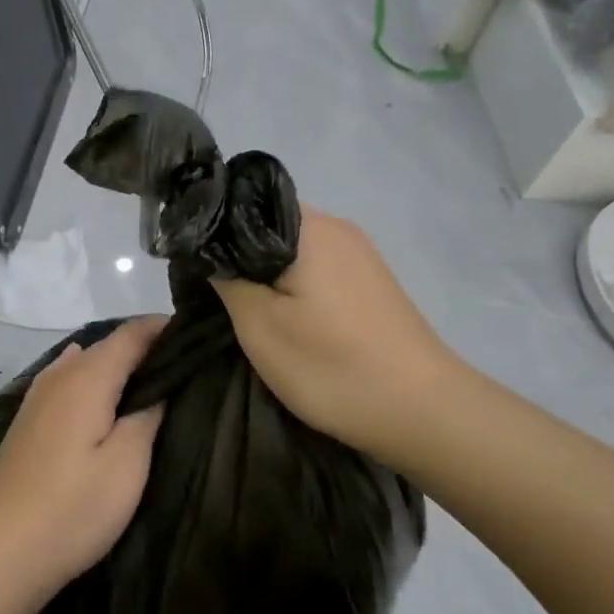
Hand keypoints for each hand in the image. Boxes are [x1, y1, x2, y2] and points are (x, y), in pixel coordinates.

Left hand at [0, 317, 168, 608]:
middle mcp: (58, 376)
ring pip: (84, 363)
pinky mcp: (27, 422)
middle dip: (143, 346)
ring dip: (116, 365)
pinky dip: (93, 381)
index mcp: (86, 377)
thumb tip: (160, 385)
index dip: (163, 327)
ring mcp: (36, 398)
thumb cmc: (75, 508)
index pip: (131, 334)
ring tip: (149, 381)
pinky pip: (67, 383)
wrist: (4, 553)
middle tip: (183, 362)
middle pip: (106, 345)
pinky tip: (103, 398)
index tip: (195, 333)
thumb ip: (148, 414)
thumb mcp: (128, 464)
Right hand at [211, 208, 456, 470]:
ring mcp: (359, 254)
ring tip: (242, 310)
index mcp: (308, 226)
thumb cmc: (332, 366)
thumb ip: (227, 278)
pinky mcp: (371, 281)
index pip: (243, 202)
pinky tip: (285, 317)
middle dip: (237, 255)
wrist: (422, 411)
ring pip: (292, 249)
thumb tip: (209, 249)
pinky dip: (292, 285)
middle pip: (268, 225)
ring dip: (265, 273)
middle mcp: (337, 227)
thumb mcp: (260, 326)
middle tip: (210, 293)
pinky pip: (317, 268)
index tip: (191, 262)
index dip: (211, 228)